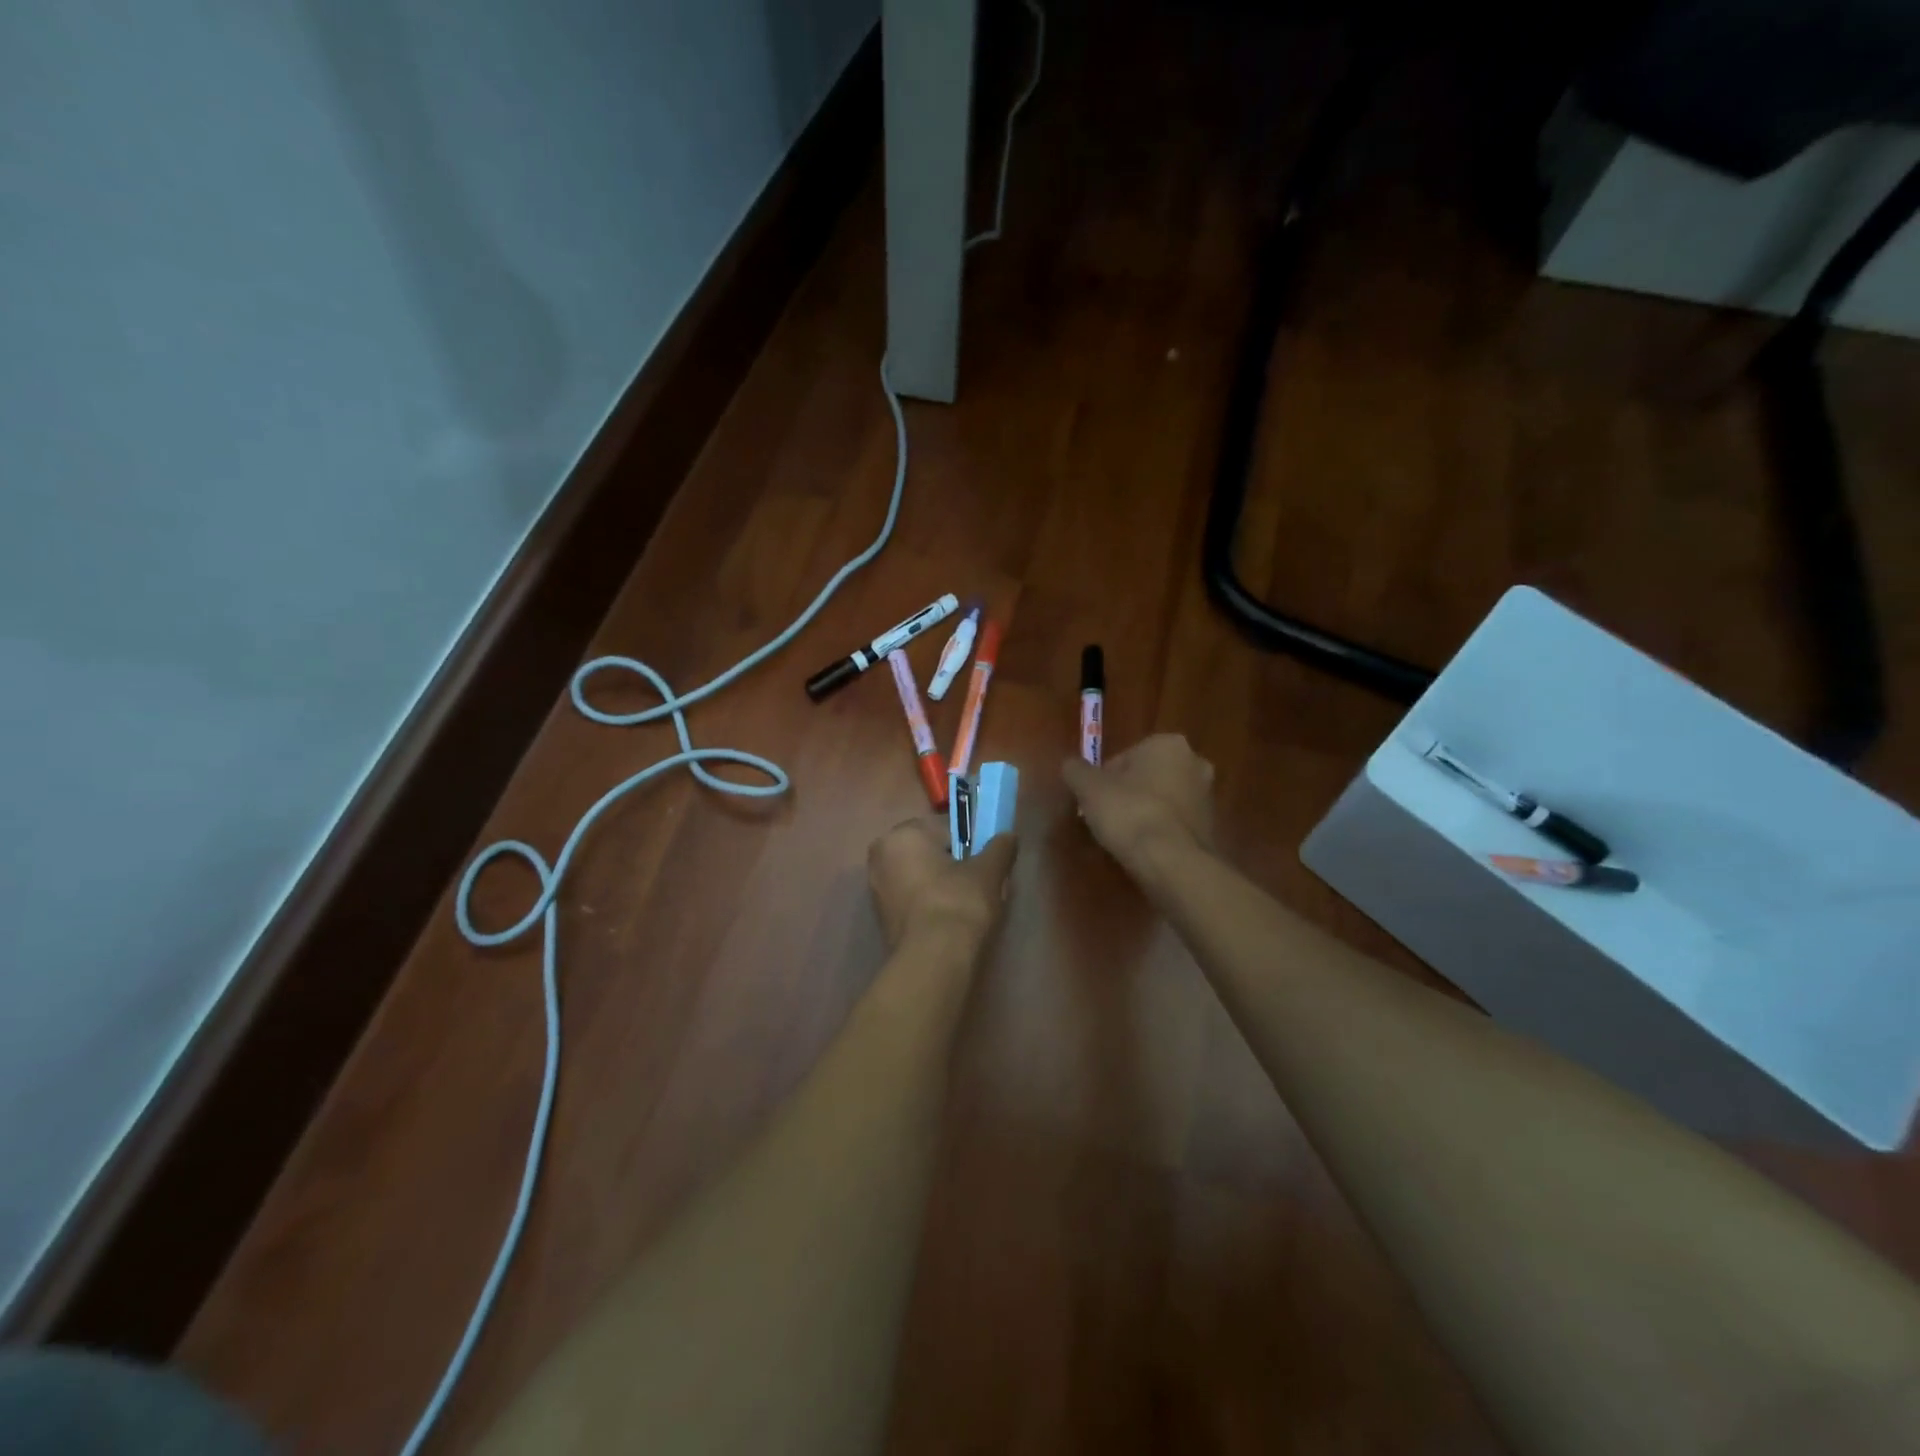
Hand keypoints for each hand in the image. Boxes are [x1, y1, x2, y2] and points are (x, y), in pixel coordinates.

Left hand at [867, 818, 1017, 952]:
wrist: (933, 959)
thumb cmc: (958, 902)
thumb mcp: (988, 871)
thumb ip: (1000, 847)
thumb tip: (1008, 836)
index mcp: (902, 834)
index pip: (945, 827)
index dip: (971, 841)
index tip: (987, 859)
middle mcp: (881, 854)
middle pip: (929, 851)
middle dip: (953, 862)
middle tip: (980, 881)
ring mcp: (876, 887)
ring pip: (920, 875)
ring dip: (941, 883)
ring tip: (968, 903)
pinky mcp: (880, 916)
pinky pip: (912, 898)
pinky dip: (929, 902)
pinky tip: (950, 919)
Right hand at [1061, 733, 1215, 874]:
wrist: (1172, 861)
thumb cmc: (1129, 813)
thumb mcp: (1089, 788)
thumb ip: (1076, 770)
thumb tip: (1071, 765)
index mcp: (1167, 744)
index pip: (1123, 758)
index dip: (1102, 780)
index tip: (1092, 801)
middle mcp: (1194, 763)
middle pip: (1146, 776)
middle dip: (1126, 793)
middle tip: (1105, 817)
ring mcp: (1207, 796)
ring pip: (1162, 799)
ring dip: (1144, 811)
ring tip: (1123, 836)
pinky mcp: (1211, 827)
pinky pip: (1174, 822)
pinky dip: (1160, 830)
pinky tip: (1144, 848)